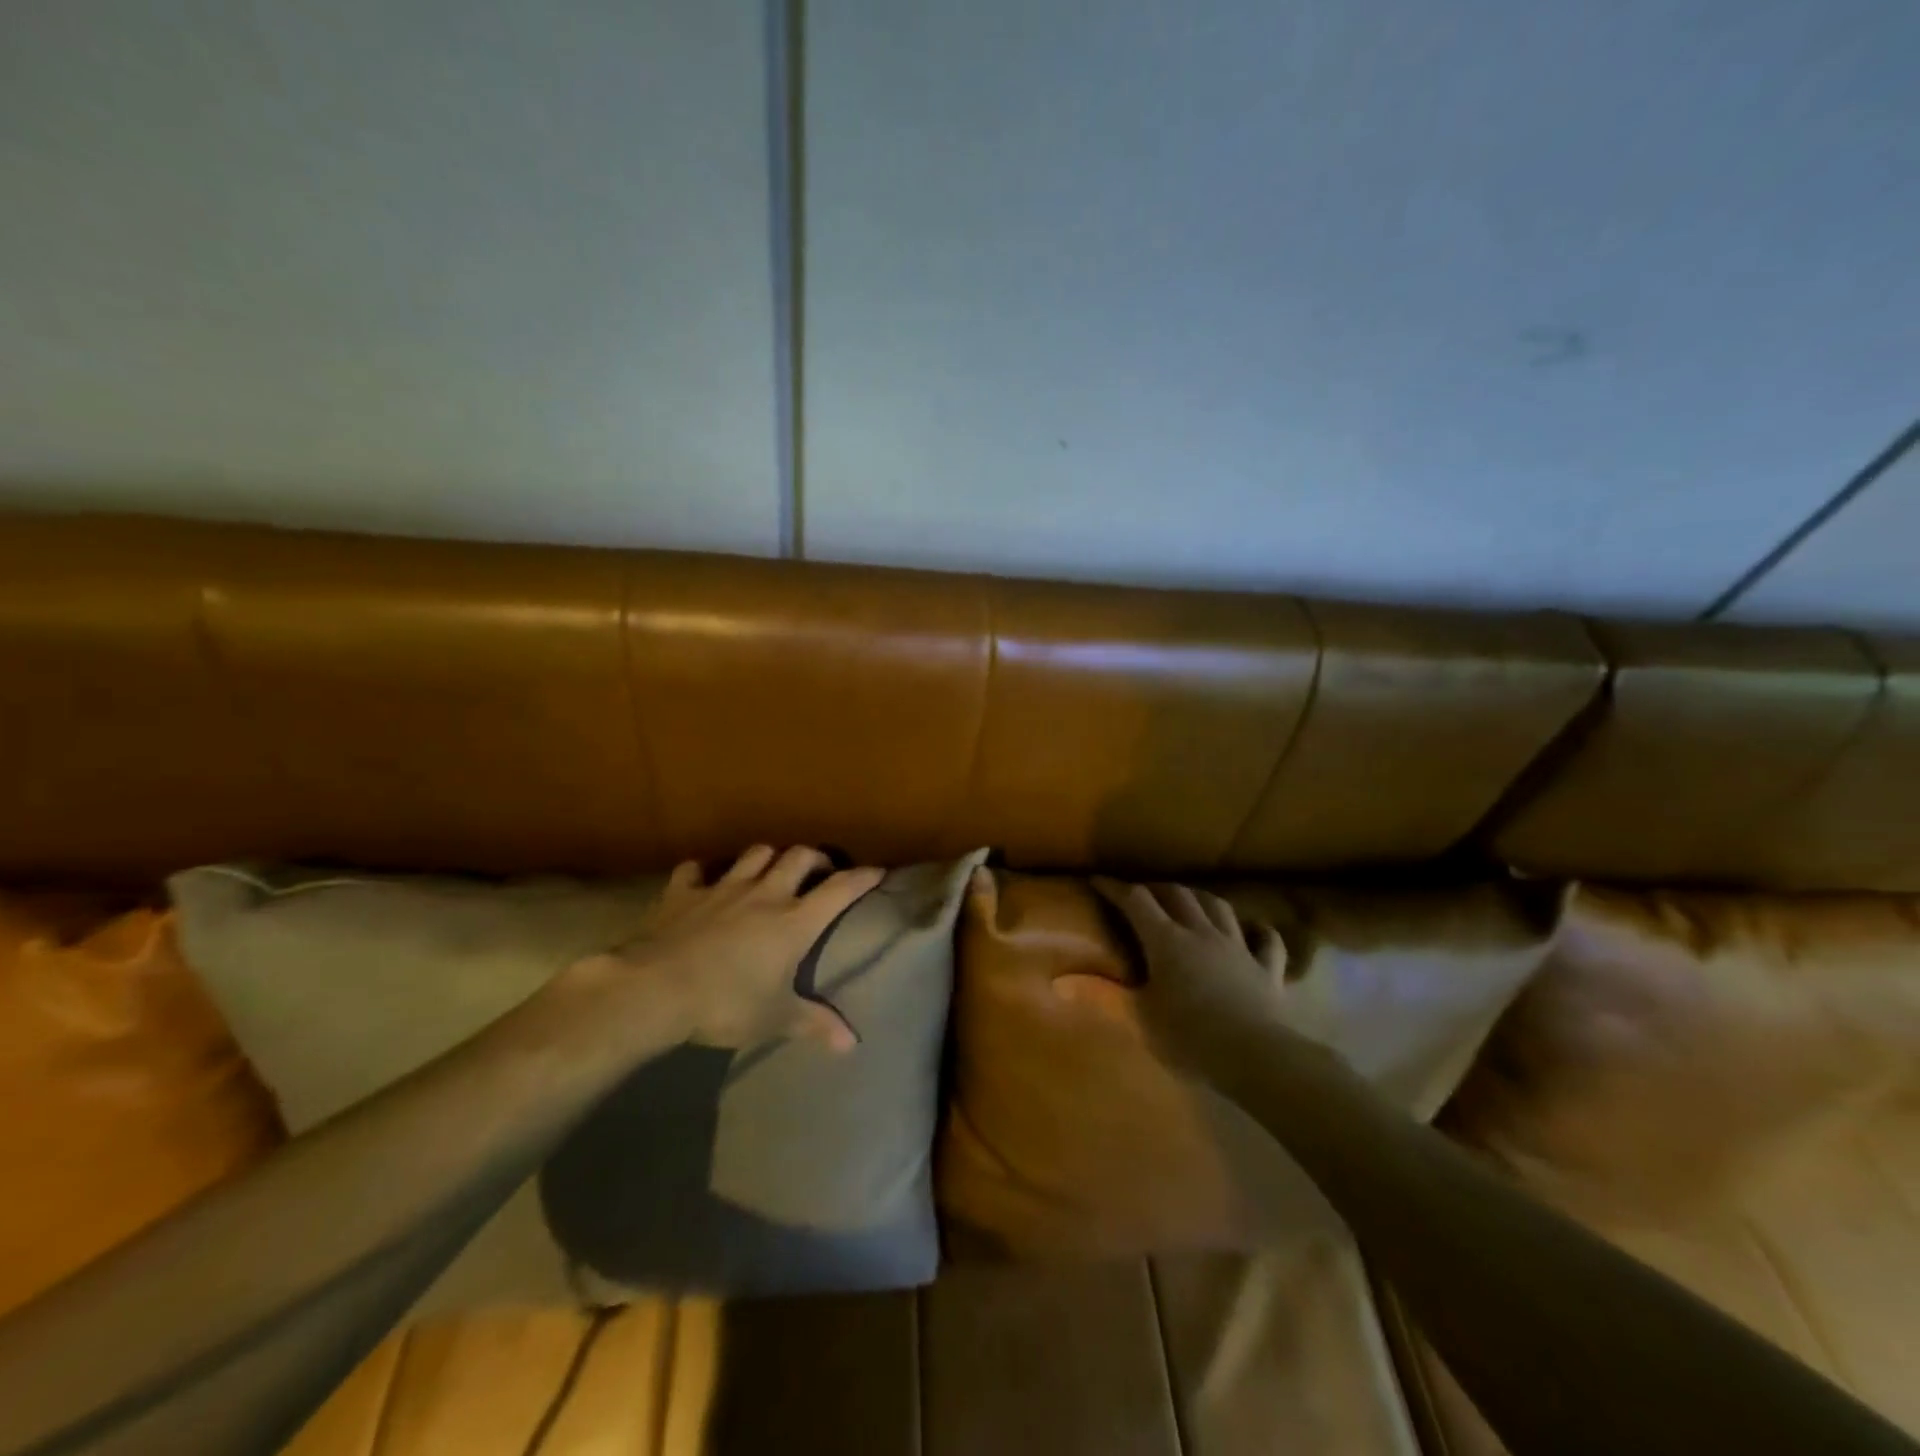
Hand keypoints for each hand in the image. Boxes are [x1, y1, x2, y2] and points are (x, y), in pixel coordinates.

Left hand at [562, 846, 883, 1052]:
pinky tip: (704, 881)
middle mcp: (765, 894)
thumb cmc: (725, 1003)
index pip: (839, 889)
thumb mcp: (775, 1018)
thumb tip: (852, 1044)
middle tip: (820, 870)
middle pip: (799, 857)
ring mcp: (723, 888)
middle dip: (815, 858)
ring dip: (768, 857)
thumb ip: (814, 1023)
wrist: (655, 989)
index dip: (861, 878)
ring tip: (771, 870)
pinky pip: (696, 870)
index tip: (876, 871)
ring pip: (755, 854)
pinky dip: (703, 872)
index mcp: (793, 921)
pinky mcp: (684, 892)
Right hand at [1055, 877, 1289, 1079]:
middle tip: (1141, 894)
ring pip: (1218, 907)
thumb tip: (1058, 981)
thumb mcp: (1138, 1018)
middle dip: (1156, 888)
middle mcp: (1201, 932)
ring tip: (1189, 901)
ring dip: (1200, 899)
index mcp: (1166, 940)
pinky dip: (1258, 930)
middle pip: (1178, 895)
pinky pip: (1267, 941)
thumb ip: (1101, 995)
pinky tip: (1254, 929)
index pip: (1135, 901)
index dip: (1115, 888)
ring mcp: (1238, 947)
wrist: (1257, 1057)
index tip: (1097, 880)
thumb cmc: (1189, 1037)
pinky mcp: (1267, 969)